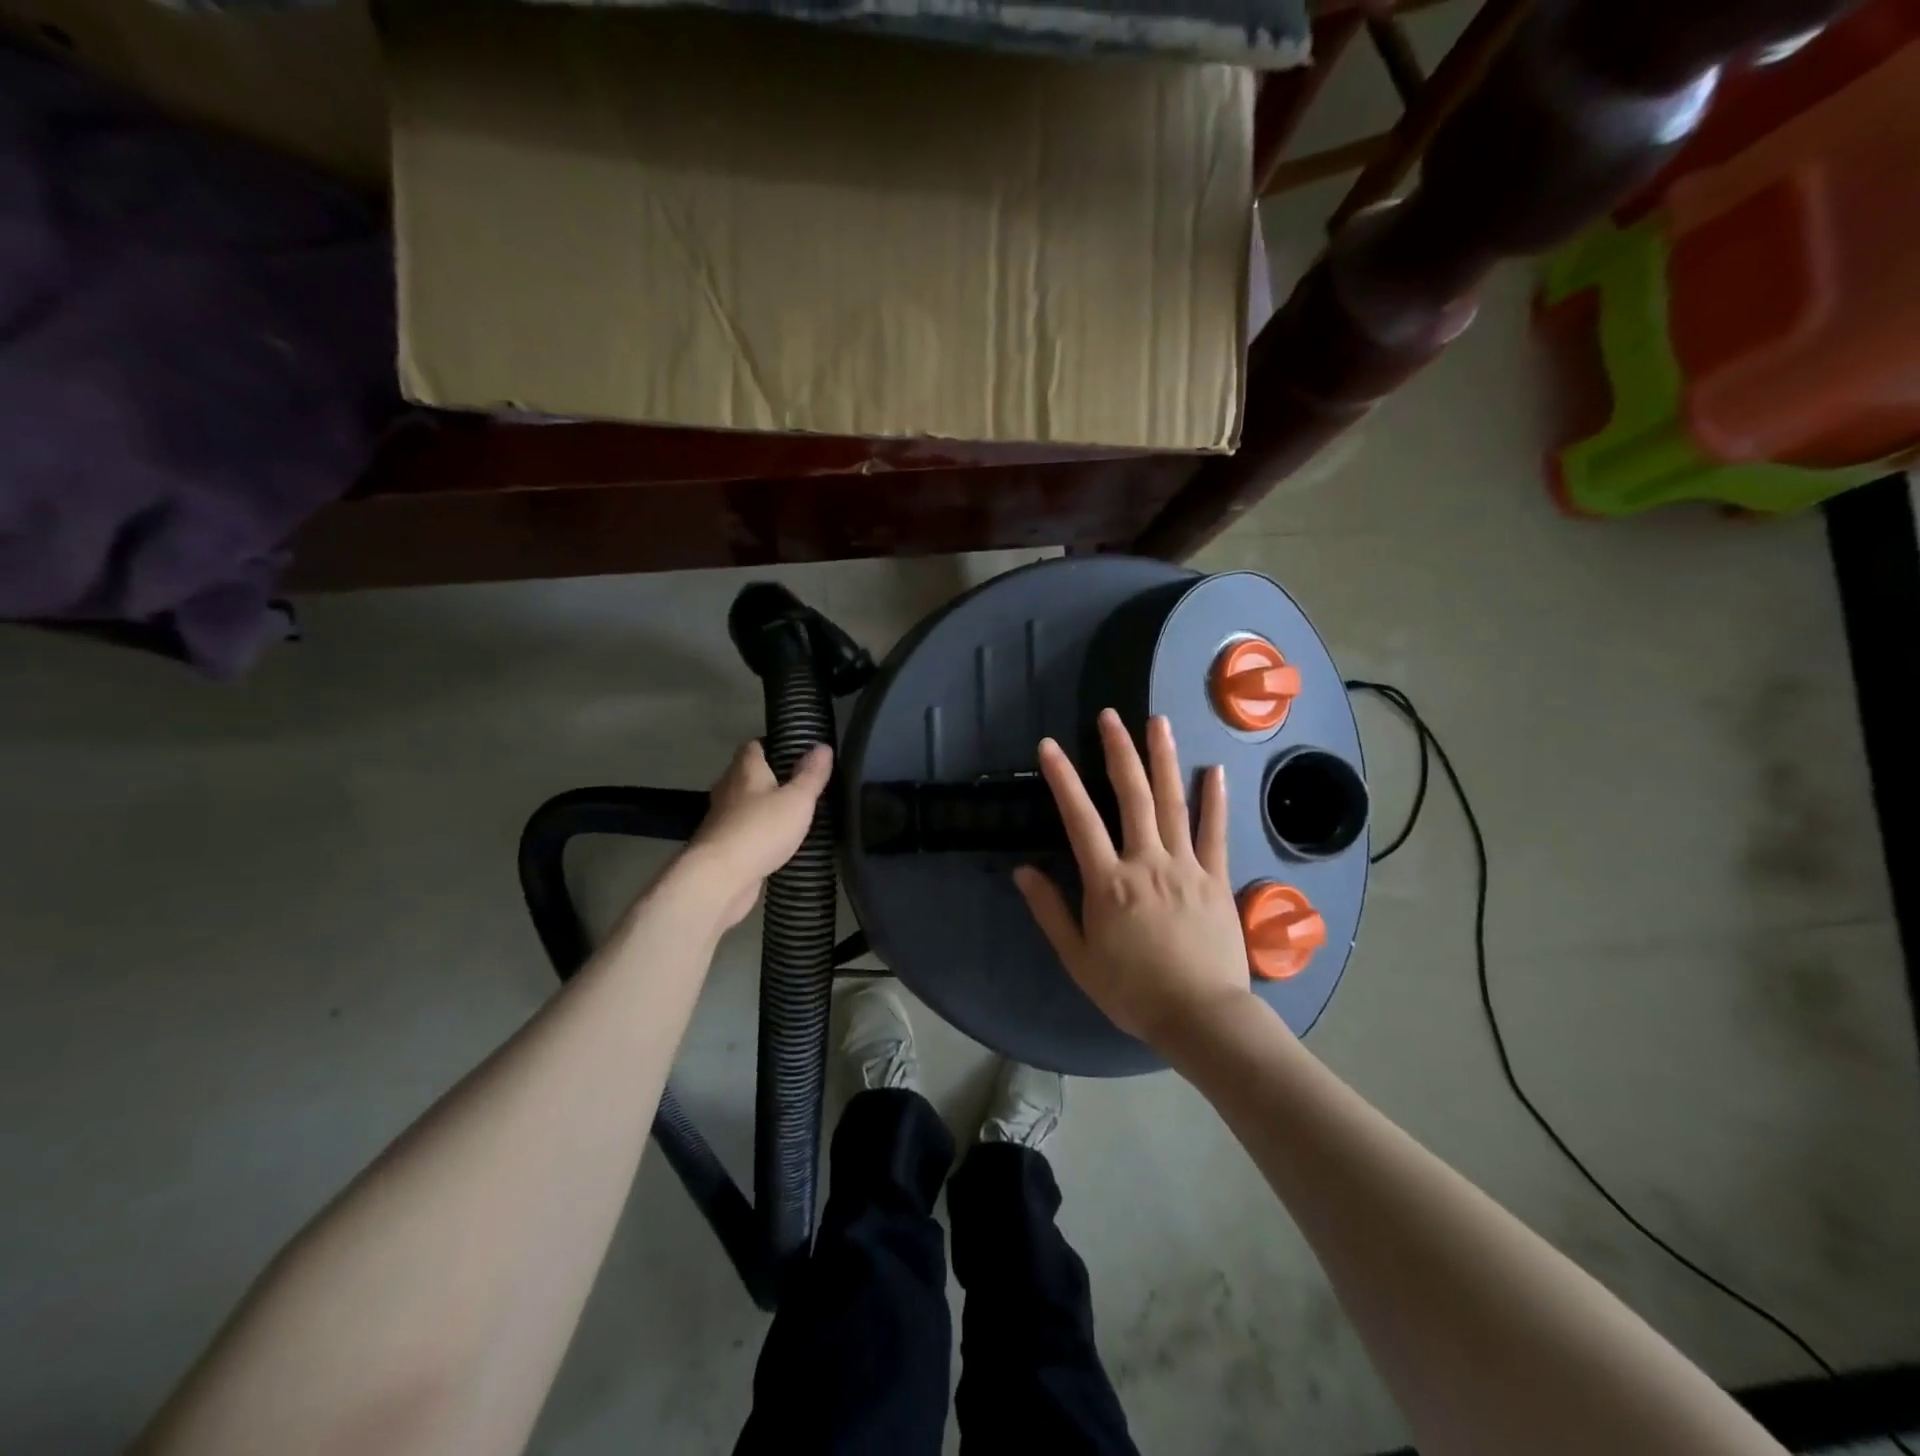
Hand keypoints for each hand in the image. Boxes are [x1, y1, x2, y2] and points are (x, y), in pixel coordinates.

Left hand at [683, 740, 831, 927]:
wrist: (720, 878)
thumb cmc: (761, 829)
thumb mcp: (797, 799)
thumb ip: (811, 774)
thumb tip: (822, 746)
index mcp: (745, 770)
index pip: (754, 746)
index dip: (773, 745)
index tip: (795, 752)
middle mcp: (728, 789)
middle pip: (747, 774)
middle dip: (770, 777)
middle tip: (799, 784)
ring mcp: (721, 819)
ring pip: (744, 804)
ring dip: (762, 807)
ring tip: (792, 813)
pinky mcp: (721, 846)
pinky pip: (743, 831)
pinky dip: (757, 833)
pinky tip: (776, 842)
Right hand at [1015, 710, 1256, 1050]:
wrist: (1200, 1017)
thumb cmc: (1132, 991)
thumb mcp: (1078, 958)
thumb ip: (1050, 911)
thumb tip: (1023, 871)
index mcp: (1108, 882)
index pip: (1079, 818)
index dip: (1062, 778)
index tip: (1049, 746)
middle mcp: (1146, 862)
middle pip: (1132, 795)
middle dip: (1119, 751)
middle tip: (1110, 716)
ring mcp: (1186, 866)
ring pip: (1174, 802)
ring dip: (1164, 760)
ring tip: (1157, 723)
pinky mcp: (1217, 878)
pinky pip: (1216, 832)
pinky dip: (1215, 799)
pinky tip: (1214, 770)